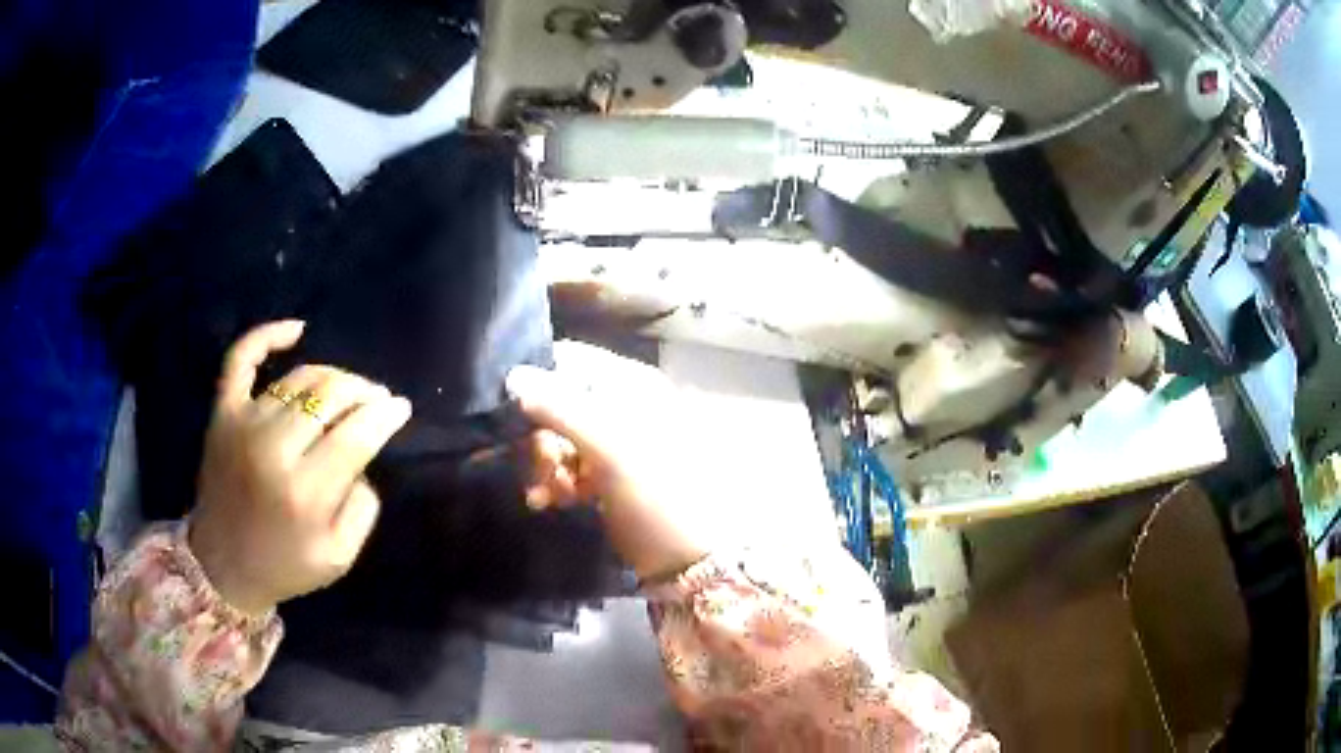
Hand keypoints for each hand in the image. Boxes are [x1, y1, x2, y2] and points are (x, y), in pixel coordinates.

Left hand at [189, 321, 412, 614]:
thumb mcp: (340, 557)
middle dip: (364, 392)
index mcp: (306, 492)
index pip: (357, 433)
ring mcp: (244, 423)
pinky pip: (241, 358)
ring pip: (300, 378)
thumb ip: (362, 507)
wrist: (222, 566)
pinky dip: (267, 336)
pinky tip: (297, 329)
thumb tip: (363, 459)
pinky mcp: (223, 412)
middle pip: (331, 395)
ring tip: (348, 388)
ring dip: (334, 377)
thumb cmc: (285, 565)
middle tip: (378, 400)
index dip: (386, 415)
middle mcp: (274, 448)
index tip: (401, 408)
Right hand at [508, 341, 713, 580]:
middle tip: (540, 467)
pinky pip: (567, 466)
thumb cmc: (658, 495)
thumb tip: (512, 375)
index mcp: (632, 385)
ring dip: (544, 465)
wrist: (692, 560)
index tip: (510, 411)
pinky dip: (554, 482)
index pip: (570, 361)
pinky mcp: (607, 476)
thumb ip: (559, 408)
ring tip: (544, 494)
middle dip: (540, 436)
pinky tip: (547, 502)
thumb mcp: (610, 447)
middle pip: (557, 403)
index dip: (537, 382)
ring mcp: (615, 443)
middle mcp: (622, 405)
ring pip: (557, 438)